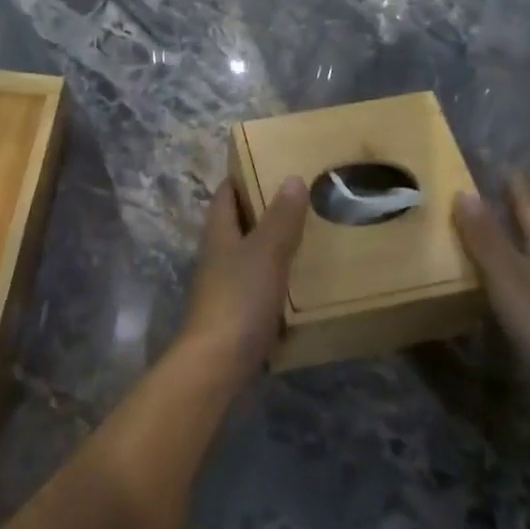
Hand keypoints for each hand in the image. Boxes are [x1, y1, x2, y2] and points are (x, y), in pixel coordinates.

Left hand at [179, 176, 307, 376]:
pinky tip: (304, 280)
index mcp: (219, 233)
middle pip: (239, 224)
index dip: (243, 176)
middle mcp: (218, 256)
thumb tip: (291, 178)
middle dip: (266, 210)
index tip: (272, 163)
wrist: (218, 365)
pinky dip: (279, 278)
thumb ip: (280, 218)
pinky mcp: (238, 315)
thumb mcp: (265, 252)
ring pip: (251, 256)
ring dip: (275, 245)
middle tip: (304, 198)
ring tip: (311, 234)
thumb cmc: (238, 299)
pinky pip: (261, 286)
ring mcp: (226, 287)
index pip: (226, 193)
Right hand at [453, 175, 529, 419]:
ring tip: (481, 231)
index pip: (527, 199)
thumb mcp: (507, 275)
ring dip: (510, 238)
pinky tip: (499, 279)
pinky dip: (513, 267)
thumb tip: (464, 191)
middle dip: (510, 207)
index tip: (494, 163)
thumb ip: (484, 236)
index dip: (511, 182)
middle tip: (478, 193)